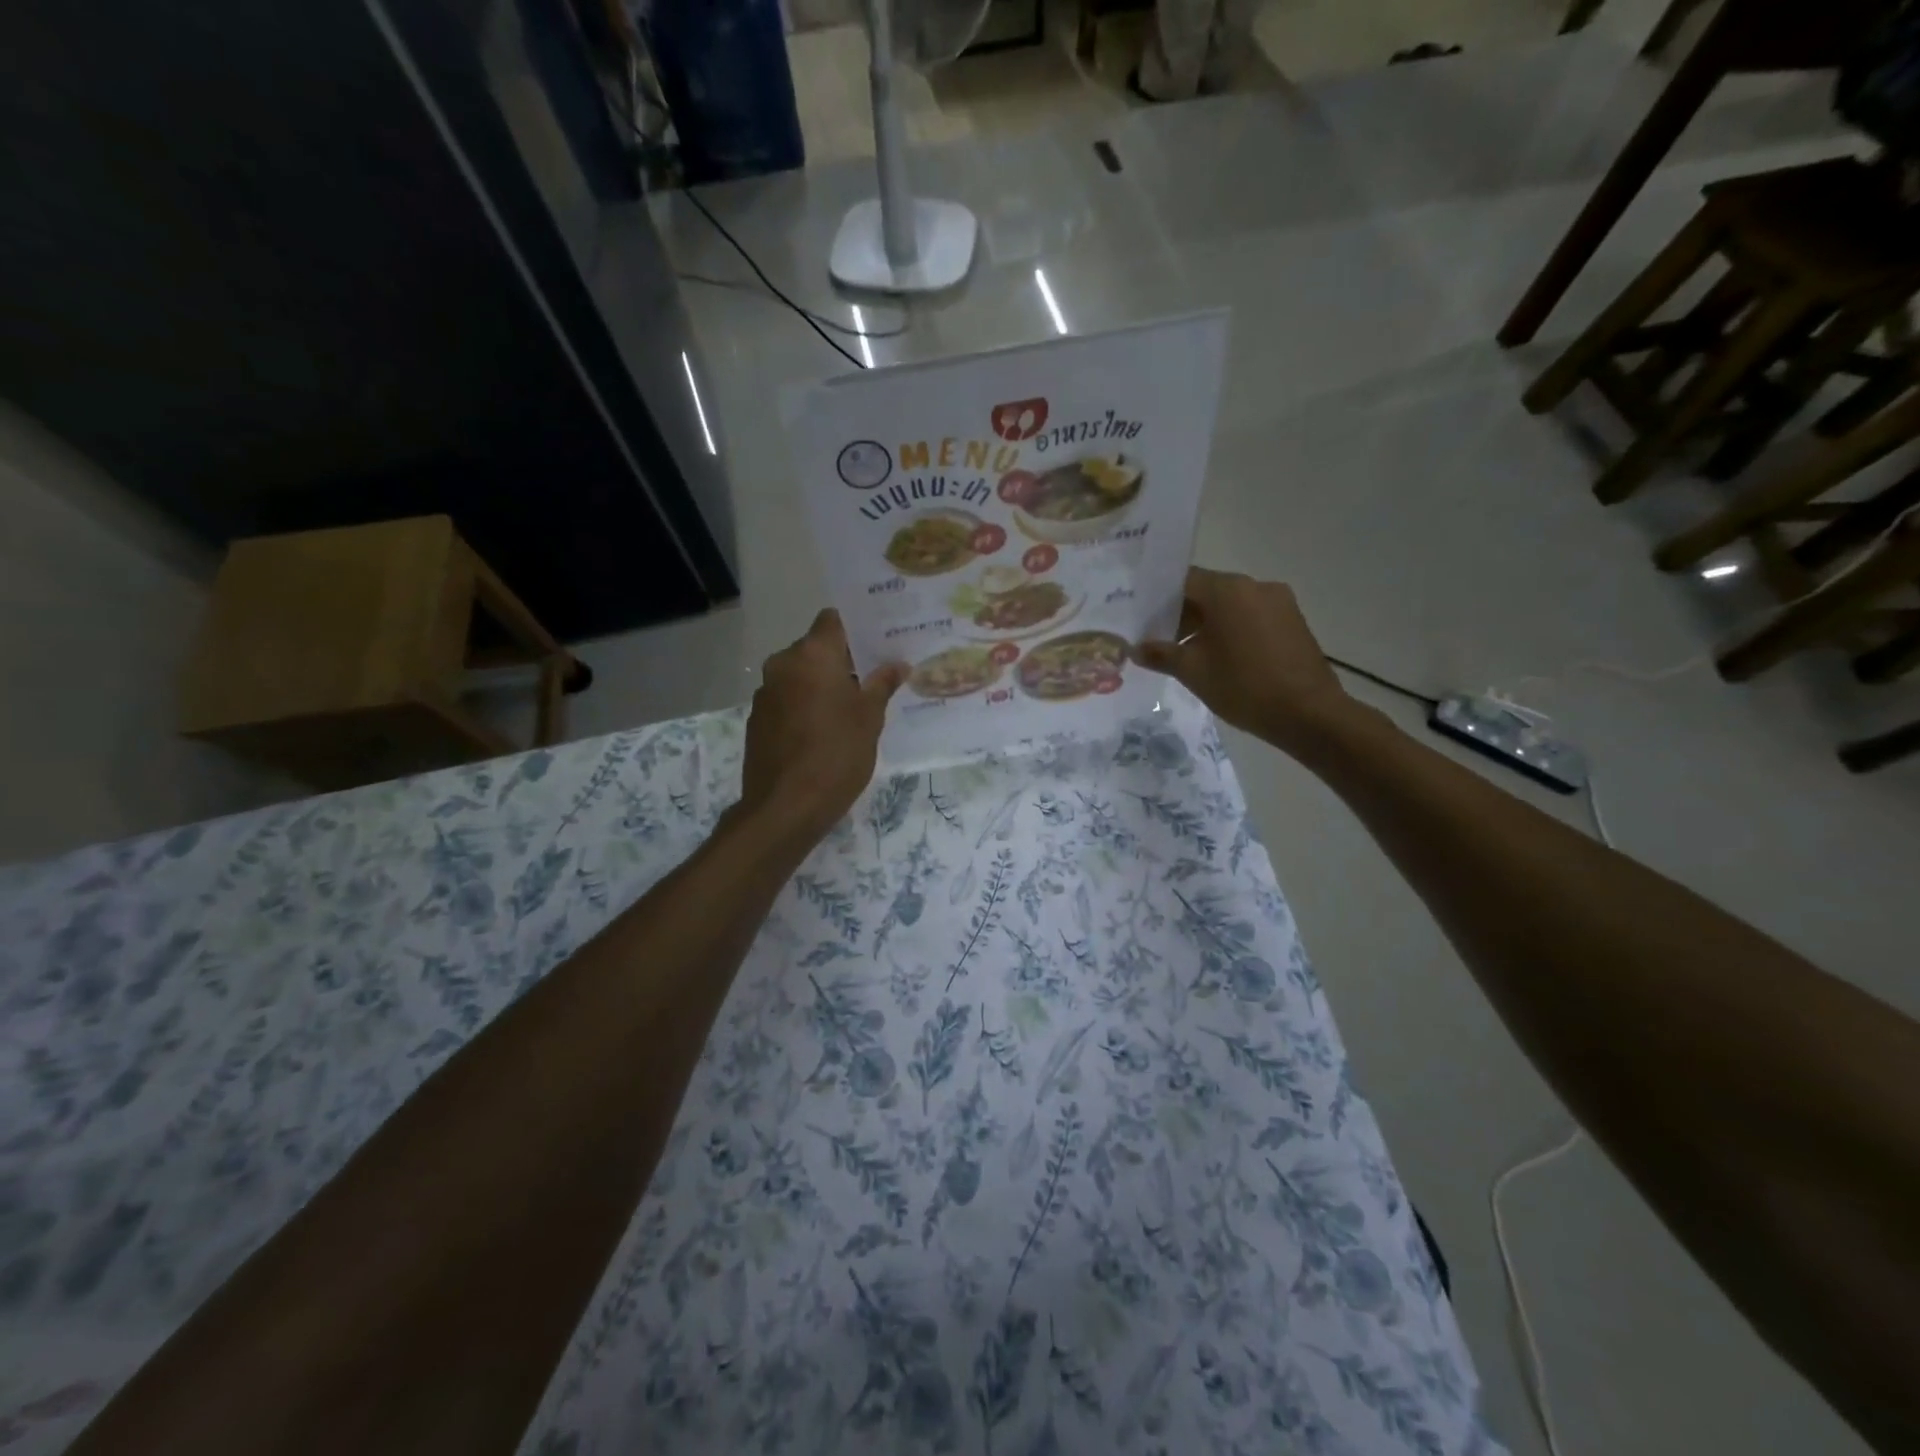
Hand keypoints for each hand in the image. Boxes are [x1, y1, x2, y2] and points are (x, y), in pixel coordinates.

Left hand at [738, 610, 906, 840]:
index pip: (833, 620)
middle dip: (843, 660)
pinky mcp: (757, 720)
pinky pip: (787, 699)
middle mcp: (783, 664)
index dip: (856, 627)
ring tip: (852, 707)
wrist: (784, 807)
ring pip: (800, 675)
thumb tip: (897, 664)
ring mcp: (765, 693)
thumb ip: (882, 685)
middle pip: (815, 648)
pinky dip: (805, 705)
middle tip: (874, 677)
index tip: (879, 642)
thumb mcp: (870, 719)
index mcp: (812, 655)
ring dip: (823, 684)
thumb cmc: (836, 754)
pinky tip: (824, 730)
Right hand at [1135, 568, 1355, 754]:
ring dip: (1207, 624)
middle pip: (1208, 591)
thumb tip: (1136, 649)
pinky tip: (1221, 659)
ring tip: (1188, 654)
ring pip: (1231, 605)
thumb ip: (1161, 655)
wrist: (1309, 714)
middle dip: (1182, 614)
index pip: (1183, 581)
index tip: (1143, 619)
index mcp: (1228, 590)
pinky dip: (1232, 630)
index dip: (1158, 599)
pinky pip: (1252, 617)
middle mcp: (1255, 586)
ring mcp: (1279, 603)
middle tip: (1159, 641)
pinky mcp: (1293, 622)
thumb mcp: (1193, 672)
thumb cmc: (1244, 686)